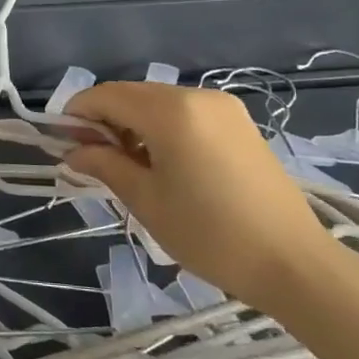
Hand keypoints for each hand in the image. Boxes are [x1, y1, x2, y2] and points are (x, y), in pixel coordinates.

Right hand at [63, 83, 334, 307]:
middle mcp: (196, 96)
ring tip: (129, 165)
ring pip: (159, 102)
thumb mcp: (147, 201)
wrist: (295, 263)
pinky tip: (163, 161)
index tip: (62, 142)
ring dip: (133, 123)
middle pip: (132, 94)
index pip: (106, 96)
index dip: (77, 114)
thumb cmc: (211, 234)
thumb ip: (105, 166)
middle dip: (105, 119)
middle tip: (92, 158)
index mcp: (170, 111)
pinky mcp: (239, 122)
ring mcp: (222, 107)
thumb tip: (73, 152)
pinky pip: (185, 112)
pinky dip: (162, 127)